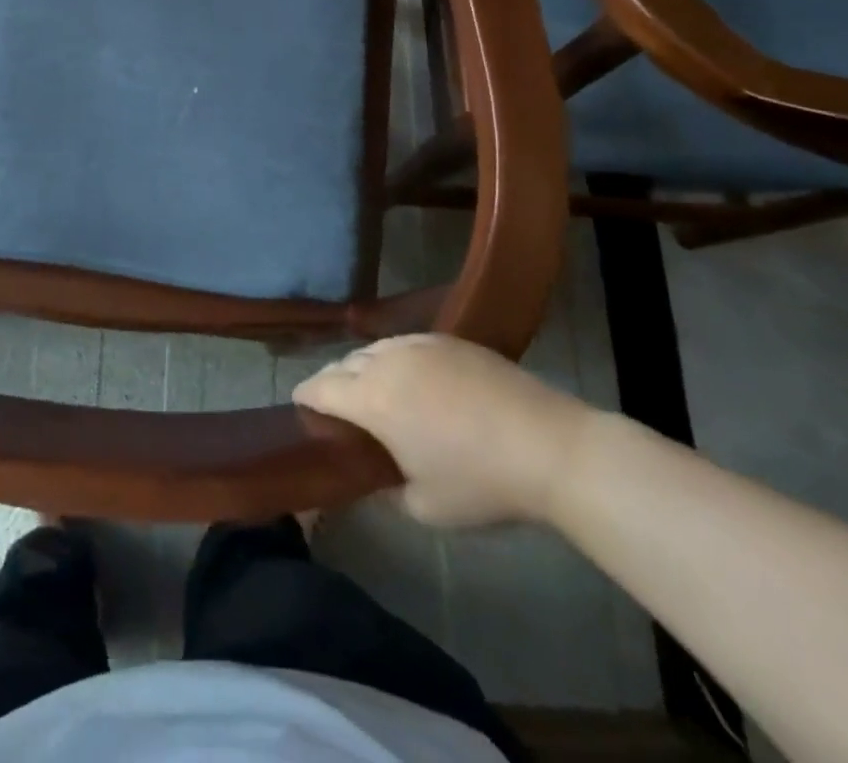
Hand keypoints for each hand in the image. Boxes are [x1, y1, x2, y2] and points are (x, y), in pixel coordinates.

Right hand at [295, 333, 593, 527]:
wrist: (548, 445)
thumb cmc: (481, 482)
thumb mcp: (425, 506)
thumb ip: (387, 491)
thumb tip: (375, 479)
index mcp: (372, 399)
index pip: (321, 387)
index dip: (305, 396)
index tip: (298, 405)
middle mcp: (387, 362)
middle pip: (344, 363)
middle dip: (333, 381)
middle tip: (336, 405)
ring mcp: (419, 344)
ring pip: (374, 349)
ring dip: (363, 367)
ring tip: (372, 390)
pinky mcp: (449, 340)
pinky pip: (405, 344)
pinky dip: (395, 359)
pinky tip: (412, 380)